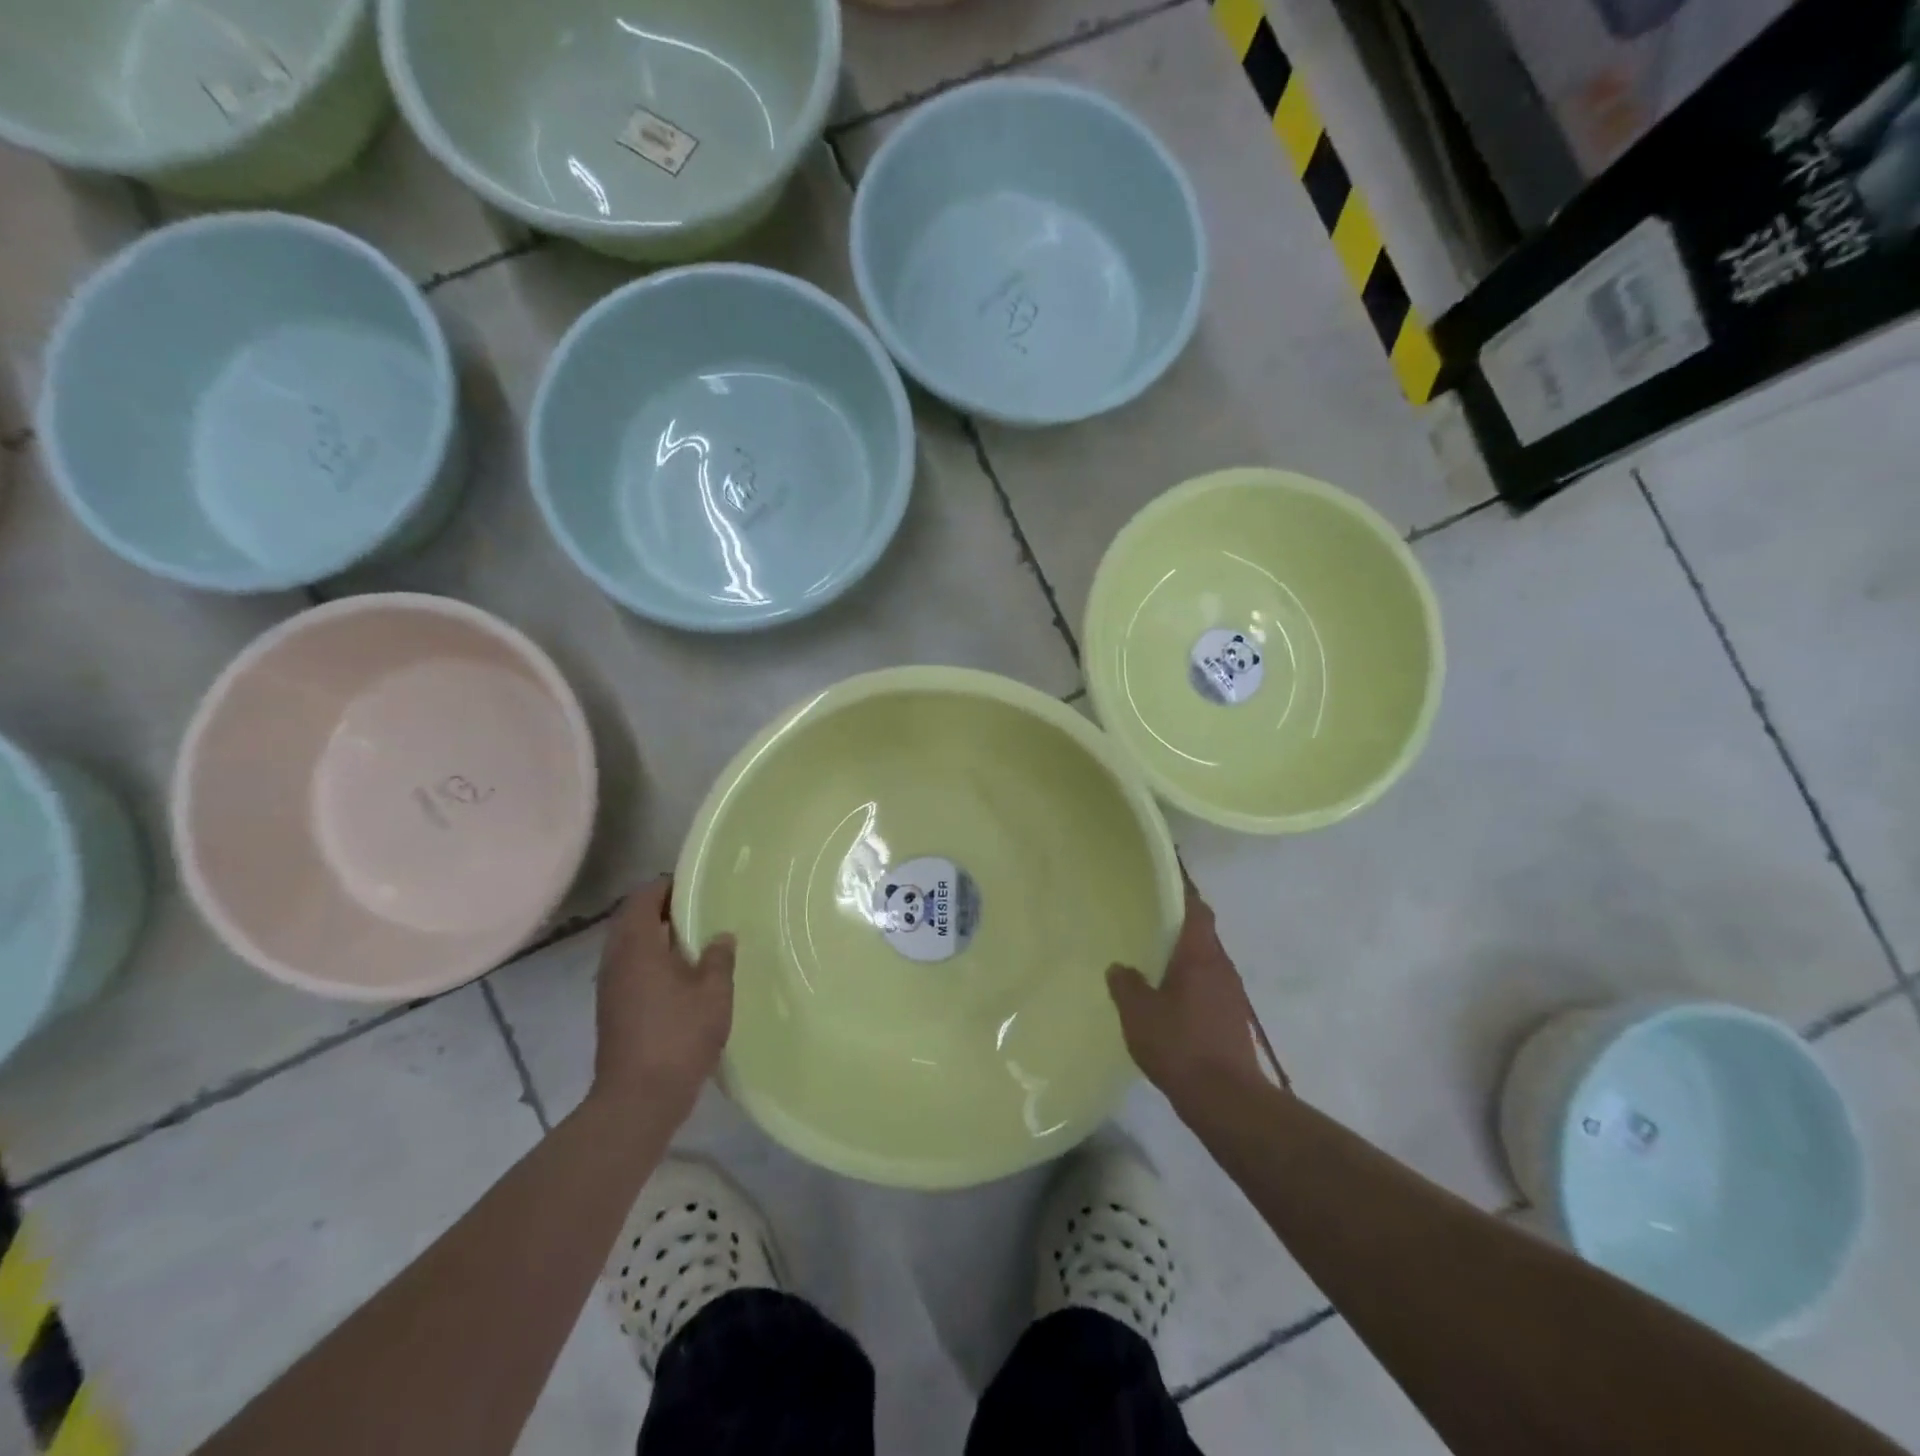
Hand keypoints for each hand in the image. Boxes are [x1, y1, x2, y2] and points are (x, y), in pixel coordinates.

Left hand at [591, 878, 735, 1120]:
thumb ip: (719, 958)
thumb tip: (721, 936)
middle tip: (699, 909)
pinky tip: (681, 974)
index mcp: (637, 946)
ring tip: (694, 939)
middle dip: (662, 909)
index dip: (667, 886)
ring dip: (656, 936)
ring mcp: (610, 986)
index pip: (643, 898)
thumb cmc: (678, 1037)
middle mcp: (616, 960)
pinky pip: (630, 967)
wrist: (637, 1100)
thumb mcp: (713, 994)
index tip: (696, 885)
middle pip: (632, 919)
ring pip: (629, 945)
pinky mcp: (612, 1009)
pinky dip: (651, 959)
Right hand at [1107, 872, 1282, 1102]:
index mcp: (1200, 954)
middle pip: (1201, 930)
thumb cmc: (1181, 1046)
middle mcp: (1221, 966)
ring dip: (1182, 952)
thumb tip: (1119, 967)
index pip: (1196, 907)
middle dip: (1177, 920)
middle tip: (1145, 913)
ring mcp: (1230, 993)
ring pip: (1204, 958)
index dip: (1182, 888)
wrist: (1226, 1100)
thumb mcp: (1138, 1013)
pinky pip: (1206, 983)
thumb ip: (1125, 984)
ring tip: (1150, 952)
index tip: (1163, 874)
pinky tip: (1164, 993)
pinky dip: (1187, 978)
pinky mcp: (1230, 1017)